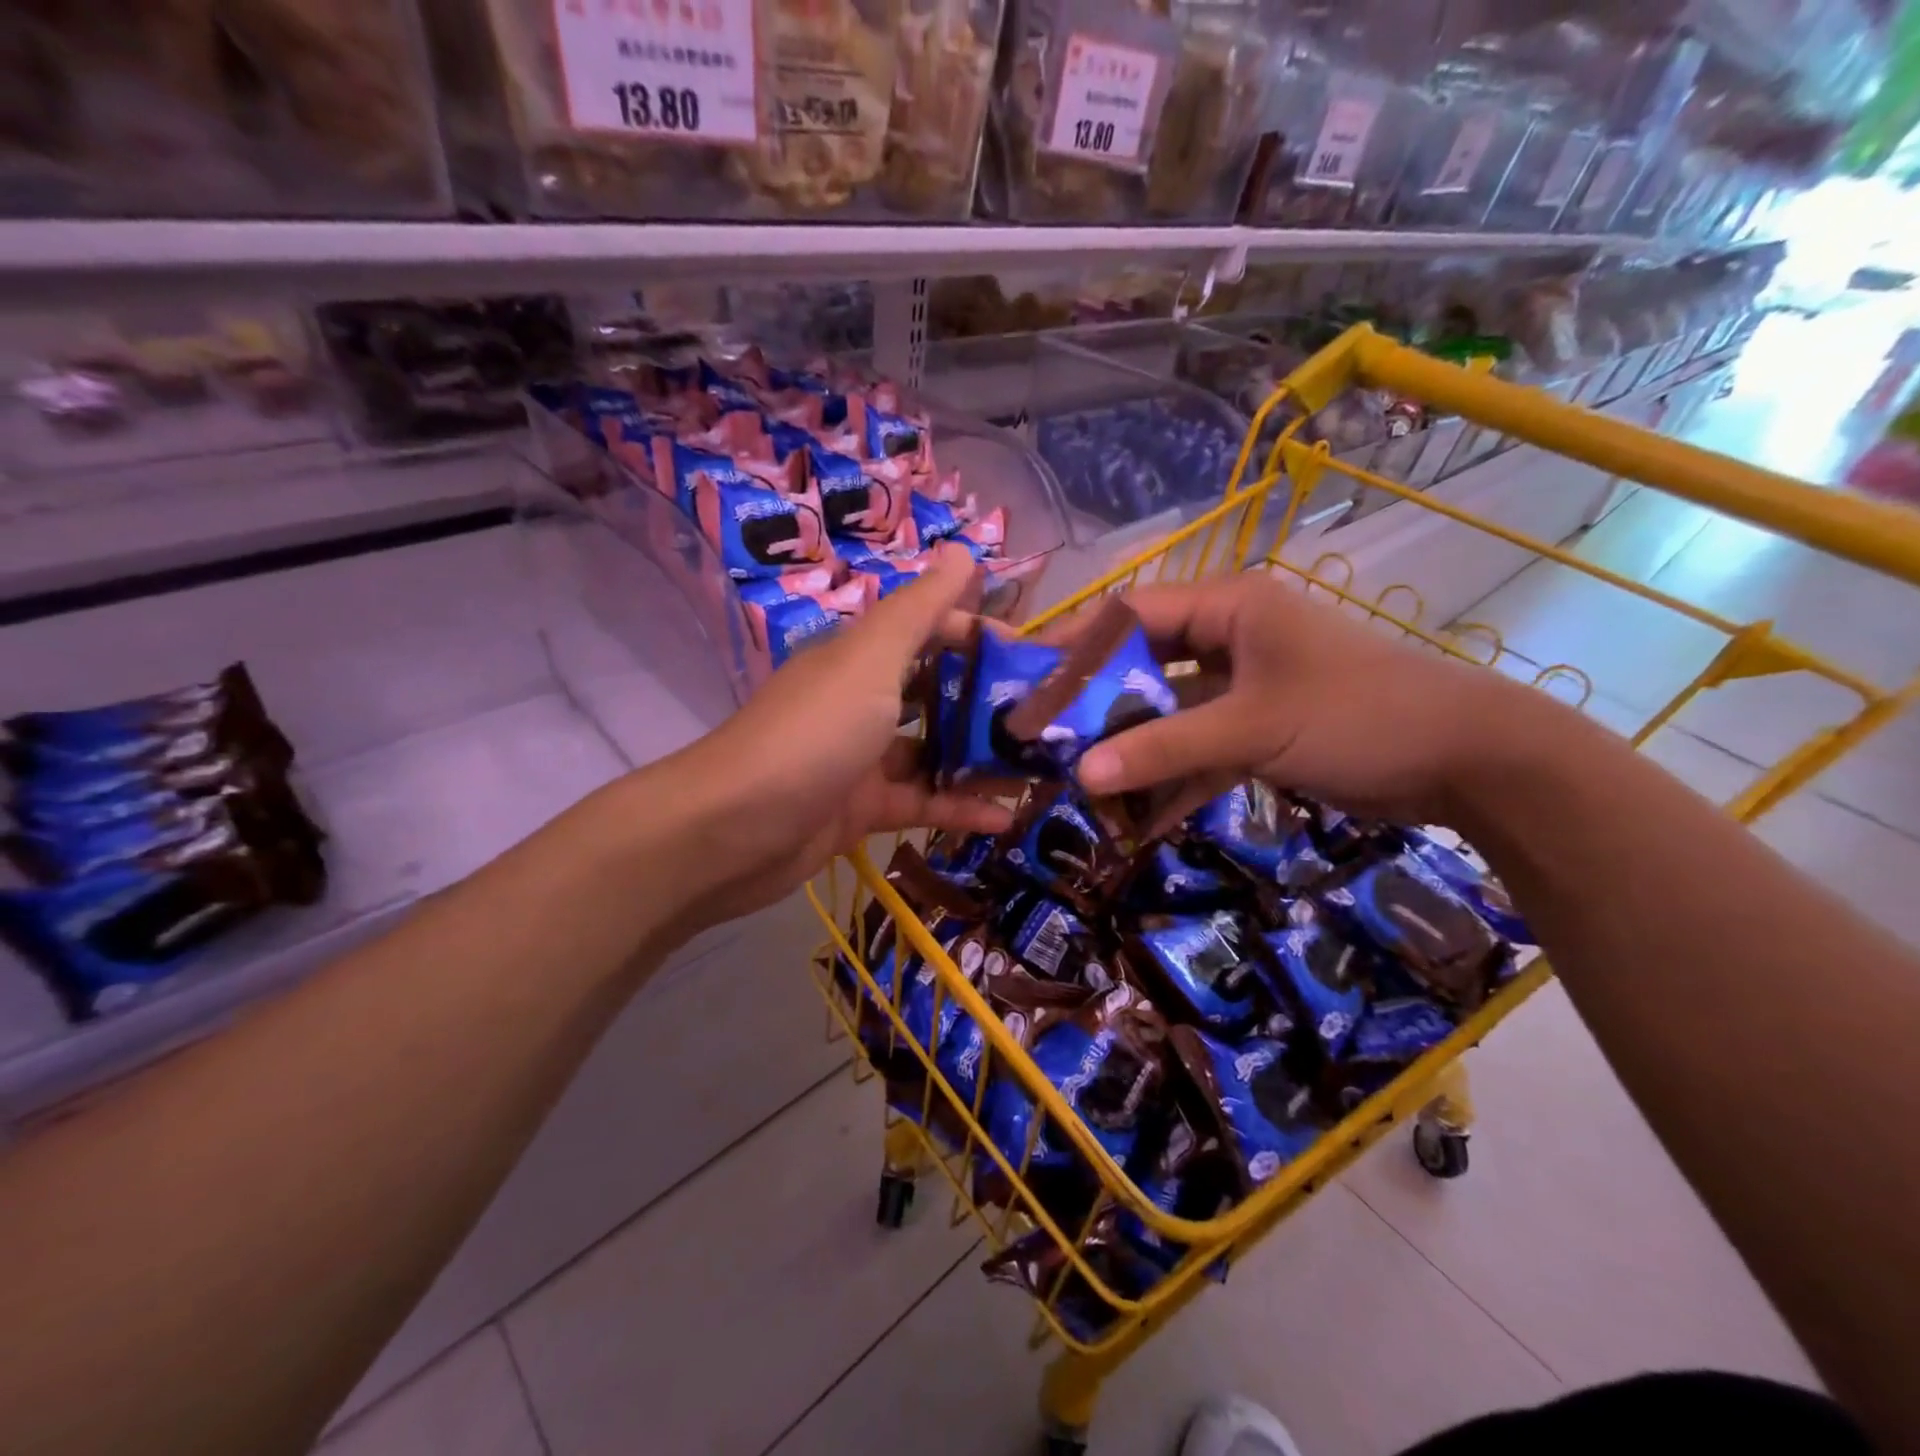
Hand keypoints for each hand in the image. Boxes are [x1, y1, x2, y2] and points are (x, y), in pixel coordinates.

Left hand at [664, 544, 1012, 928]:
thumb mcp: (870, 661)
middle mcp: (861, 701)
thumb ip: (920, 610)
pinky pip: (919, 803)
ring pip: (932, 752)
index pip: (929, 630)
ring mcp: (860, 759)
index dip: (978, 634)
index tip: (1030, 657)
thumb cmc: (812, 733)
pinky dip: (957, 809)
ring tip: (1040, 770)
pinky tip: (1004, 820)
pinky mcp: (859, 811)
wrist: (731, 830)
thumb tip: (962, 549)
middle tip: (1046, 719)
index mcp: (861, 657)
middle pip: (934, 692)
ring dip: (980, 760)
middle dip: (987, 702)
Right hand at [1072, 572, 1534, 825]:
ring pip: (1169, 714)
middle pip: (1144, 667)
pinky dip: (1174, 780)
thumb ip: (1163, 749)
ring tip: (1085, 788)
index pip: (1132, 613)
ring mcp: (1244, 687)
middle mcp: (1230, 638)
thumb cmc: (1355, 715)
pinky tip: (1141, 820)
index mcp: (1228, 608)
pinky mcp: (1259, 730)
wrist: (1467, 760)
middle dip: (1100, 709)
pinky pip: (1200, 749)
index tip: (1030, 682)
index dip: (1078, 645)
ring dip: (1135, 752)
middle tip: (1050, 743)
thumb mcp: (1250, 728)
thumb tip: (1080, 776)